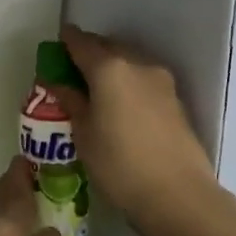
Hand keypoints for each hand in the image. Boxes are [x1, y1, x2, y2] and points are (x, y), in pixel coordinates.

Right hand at [57, 24, 217, 227]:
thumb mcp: (84, 135)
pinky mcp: (175, 98)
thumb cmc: (119, 164)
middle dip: (90, 52)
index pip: (81, 43)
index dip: (67, 40)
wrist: (178, 195)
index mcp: (109, 68)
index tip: (57, 43)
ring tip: (96, 88)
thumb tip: (58, 84)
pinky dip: (128, 81)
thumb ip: (71, 101)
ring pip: (129, 60)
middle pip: (108, 46)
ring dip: (111, 66)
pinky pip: (143, 78)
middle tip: (73, 69)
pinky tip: (120, 103)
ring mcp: (161, 80)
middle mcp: (137, 64)